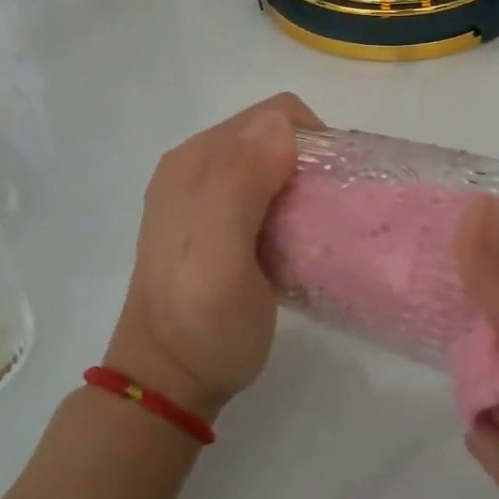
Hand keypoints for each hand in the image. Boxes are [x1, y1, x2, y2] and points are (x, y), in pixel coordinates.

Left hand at [105, 93, 317, 420]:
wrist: (167, 383)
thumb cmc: (201, 325)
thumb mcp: (221, 259)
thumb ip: (240, 187)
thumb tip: (280, 126)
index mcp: (195, 162)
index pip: (272, 115)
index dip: (313, 144)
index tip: (331, 193)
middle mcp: (195, 166)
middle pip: (272, 136)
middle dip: (310, 164)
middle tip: (326, 216)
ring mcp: (201, 195)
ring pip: (270, 163)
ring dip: (302, 187)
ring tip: (313, 232)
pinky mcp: (212, 222)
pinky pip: (263, 191)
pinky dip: (289, 206)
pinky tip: (292, 243)